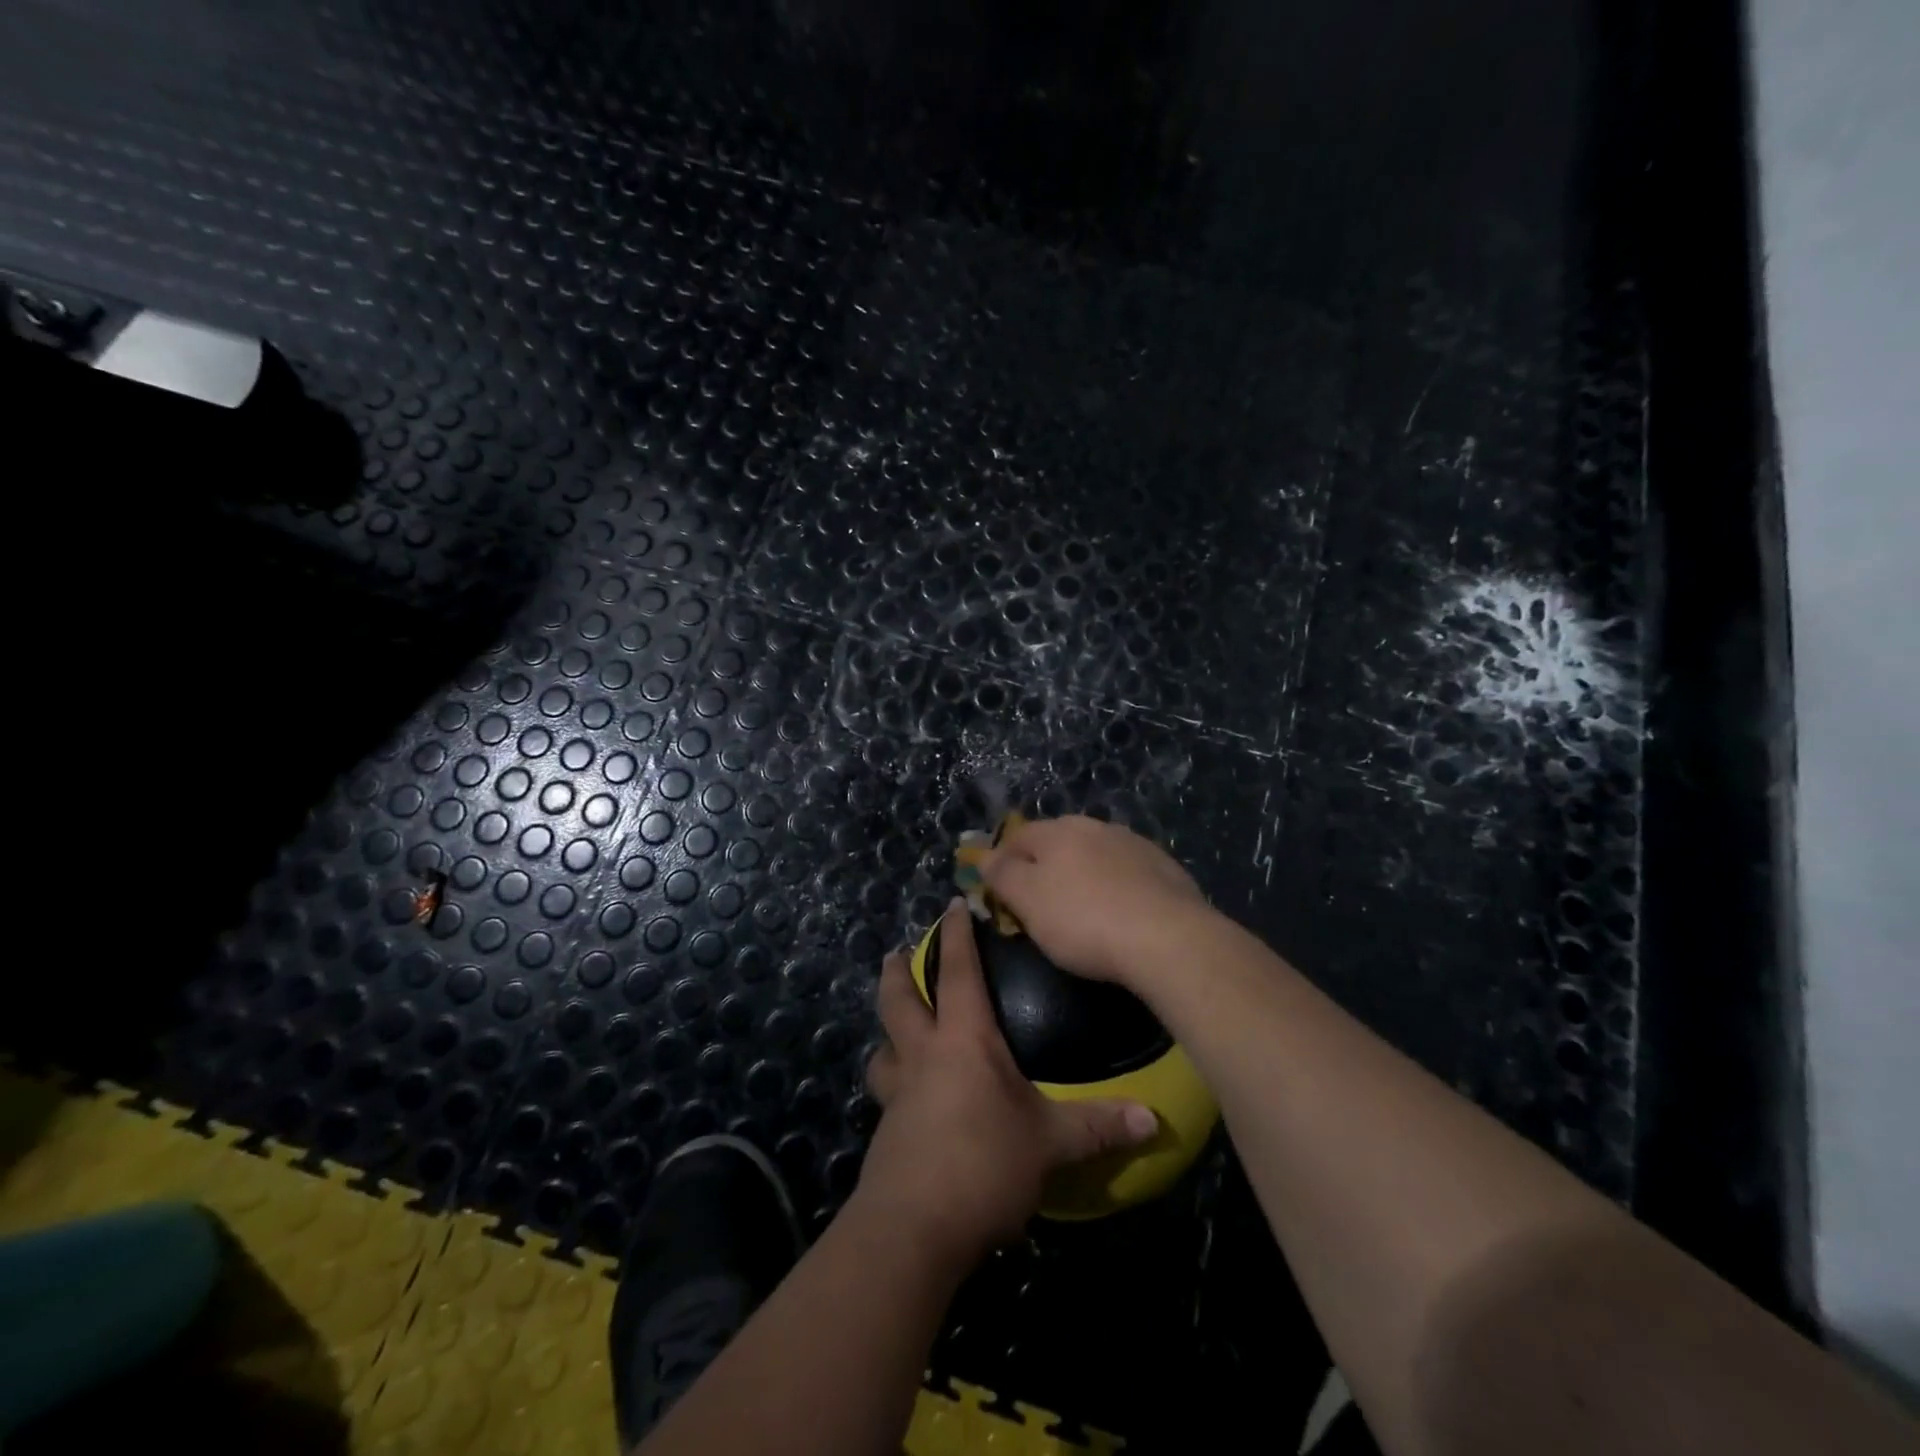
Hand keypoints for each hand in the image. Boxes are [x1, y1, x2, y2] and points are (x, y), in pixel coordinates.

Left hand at [859, 899, 1158, 1266]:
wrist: (913, 1228)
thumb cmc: (984, 1164)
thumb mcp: (1050, 1144)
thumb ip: (1098, 1127)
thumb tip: (1154, 1120)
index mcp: (962, 1040)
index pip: (958, 972)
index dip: (955, 936)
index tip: (951, 905)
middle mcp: (923, 1056)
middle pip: (899, 1001)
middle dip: (896, 973)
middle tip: (893, 953)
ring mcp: (898, 1095)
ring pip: (881, 1048)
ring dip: (886, 1032)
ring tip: (894, 1030)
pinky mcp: (888, 1134)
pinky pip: (886, 1093)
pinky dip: (892, 1081)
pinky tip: (909, 1101)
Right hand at [981, 815, 1213, 988]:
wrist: (1168, 938)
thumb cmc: (1084, 920)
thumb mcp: (1028, 901)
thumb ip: (1002, 874)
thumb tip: (984, 856)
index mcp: (1059, 830)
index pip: (1017, 836)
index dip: (1000, 860)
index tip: (996, 890)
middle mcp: (1096, 827)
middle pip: (1057, 841)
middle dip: (1043, 865)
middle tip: (1037, 901)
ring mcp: (1134, 844)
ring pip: (1094, 854)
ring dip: (1081, 873)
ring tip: (1080, 908)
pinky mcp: (1164, 868)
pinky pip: (1126, 872)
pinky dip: (1115, 886)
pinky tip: (1119, 912)